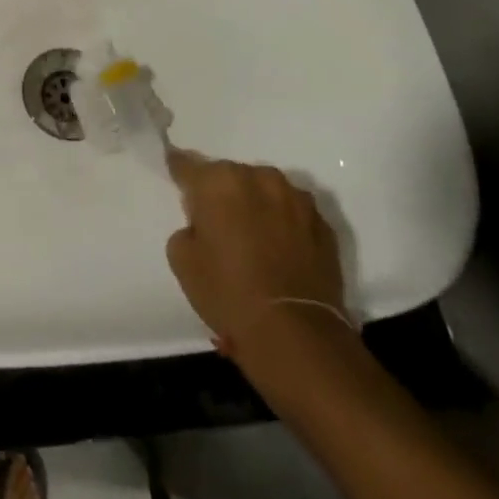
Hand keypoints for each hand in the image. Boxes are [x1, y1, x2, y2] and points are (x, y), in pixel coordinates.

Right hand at [165, 150, 349, 356]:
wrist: (296, 333)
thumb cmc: (228, 292)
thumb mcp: (182, 260)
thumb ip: (188, 228)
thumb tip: (203, 226)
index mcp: (218, 181)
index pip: (188, 165)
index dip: (178, 169)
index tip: (175, 170)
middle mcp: (259, 178)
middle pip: (230, 176)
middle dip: (222, 192)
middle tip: (217, 221)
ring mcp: (296, 199)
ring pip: (265, 191)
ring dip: (256, 204)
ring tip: (253, 235)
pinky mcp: (323, 224)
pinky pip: (293, 213)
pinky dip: (283, 223)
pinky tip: (280, 250)